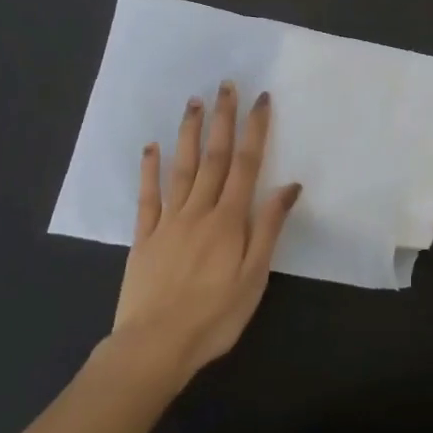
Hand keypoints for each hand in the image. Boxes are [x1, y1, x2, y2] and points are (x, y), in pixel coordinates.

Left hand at [110, 83, 301, 382]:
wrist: (155, 346)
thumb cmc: (214, 316)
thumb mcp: (254, 276)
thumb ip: (269, 228)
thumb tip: (288, 186)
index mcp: (229, 220)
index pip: (247, 165)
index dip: (255, 130)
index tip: (261, 100)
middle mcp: (199, 210)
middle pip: (214, 157)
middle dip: (222, 119)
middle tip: (225, 85)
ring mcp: (168, 221)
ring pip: (181, 168)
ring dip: (188, 133)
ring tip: (193, 102)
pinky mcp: (144, 236)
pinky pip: (148, 196)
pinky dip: (149, 169)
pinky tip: (151, 147)